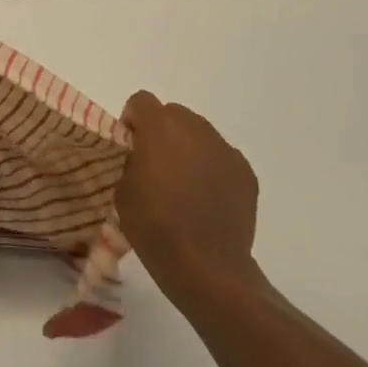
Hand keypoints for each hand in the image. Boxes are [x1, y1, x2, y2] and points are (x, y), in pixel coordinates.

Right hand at [116, 91, 261, 303]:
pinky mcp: (246, 173)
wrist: (204, 265)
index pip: (141, 101)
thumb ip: (129, 157)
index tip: (129, 147)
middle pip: (173, 114)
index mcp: (160, 127)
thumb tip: (139, 151)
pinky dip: (211, 169)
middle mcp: (196, 128)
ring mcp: (225, 150)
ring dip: (187, 148)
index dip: (132, 121)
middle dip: (161, 132)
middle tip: (154, 166)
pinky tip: (205, 199)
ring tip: (182, 185)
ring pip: (200, 134)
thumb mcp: (121, 186)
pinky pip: (221, 157)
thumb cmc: (153, 224)